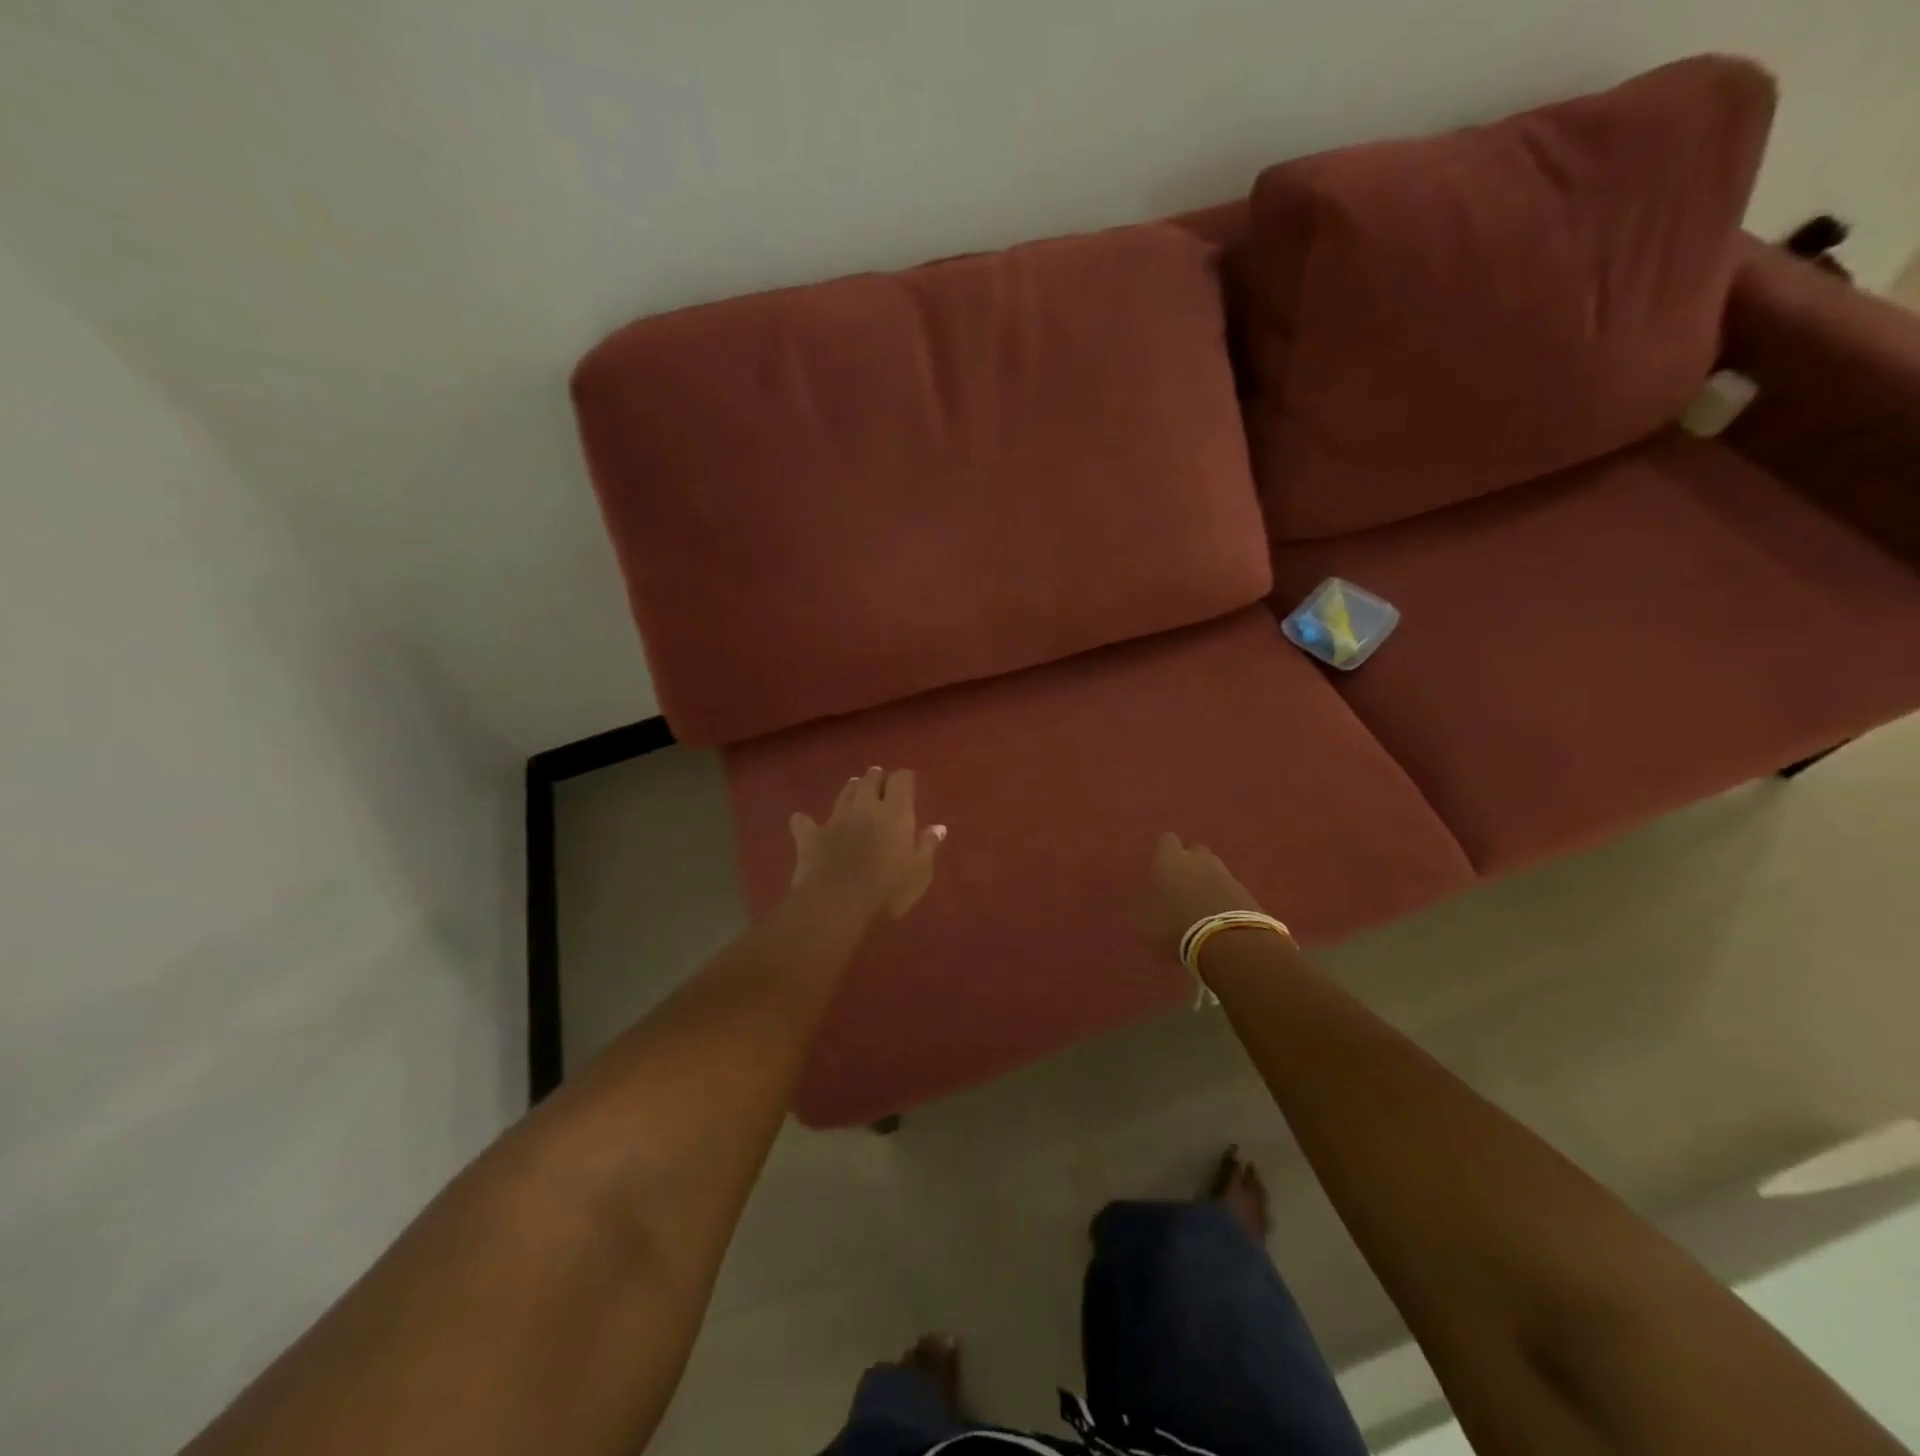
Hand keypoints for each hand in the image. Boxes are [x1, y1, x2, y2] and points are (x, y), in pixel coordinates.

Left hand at [788, 767, 945, 927]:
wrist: (835, 907)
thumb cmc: (887, 891)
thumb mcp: (919, 873)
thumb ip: (927, 846)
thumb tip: (938, 827)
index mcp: (895, 812)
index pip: (901, 779)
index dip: (904, 779)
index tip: (908, 784)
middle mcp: (864, 807)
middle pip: (870, 780)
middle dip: (877, 778)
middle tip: (881, 783)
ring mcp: (835, 819)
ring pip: (843, 793)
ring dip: (851, 790)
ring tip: (855, 790)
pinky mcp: (810, 837)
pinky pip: (804, 822)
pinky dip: (806, 821)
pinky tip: (804, 822)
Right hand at [1143, 832, 1264, 962]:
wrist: (1230, 942)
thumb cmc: (1177, 927)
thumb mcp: (1146, 924)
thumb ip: (1142, 910)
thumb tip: (1139, 906)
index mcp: (1169, 860)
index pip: (1165, 840)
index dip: (1162, 852)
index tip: (1158, 867)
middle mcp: (1198, 859)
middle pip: (1193, 851)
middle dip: (1187, 863)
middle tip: (1179, 885)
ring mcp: (1225, 874)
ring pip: (1213, 868)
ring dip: (1206, 880)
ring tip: (1199, 902)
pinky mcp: (1246, 892)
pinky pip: (1229, 887)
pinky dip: (1222, 896)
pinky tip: (1216, 915)